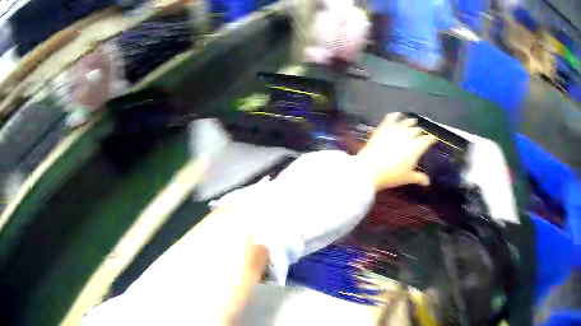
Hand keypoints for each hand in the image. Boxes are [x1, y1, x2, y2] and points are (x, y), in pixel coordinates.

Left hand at [357, 112, 436, 190]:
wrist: (369, 169)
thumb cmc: (391, 175)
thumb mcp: (407, 178)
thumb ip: (418, 177)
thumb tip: (428, 182)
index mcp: (416, 147)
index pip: (427, 139)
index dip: (431, 139)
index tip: (433, 139)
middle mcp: (408, 135)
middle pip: (417, 130)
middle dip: (420, 131)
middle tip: (421, 133)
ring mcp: (395, 129)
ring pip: (406, 122)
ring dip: (411, 122)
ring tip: (413, 121)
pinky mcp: (383, 127)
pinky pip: (391, 118)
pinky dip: (396, 115)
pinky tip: (397, 114)